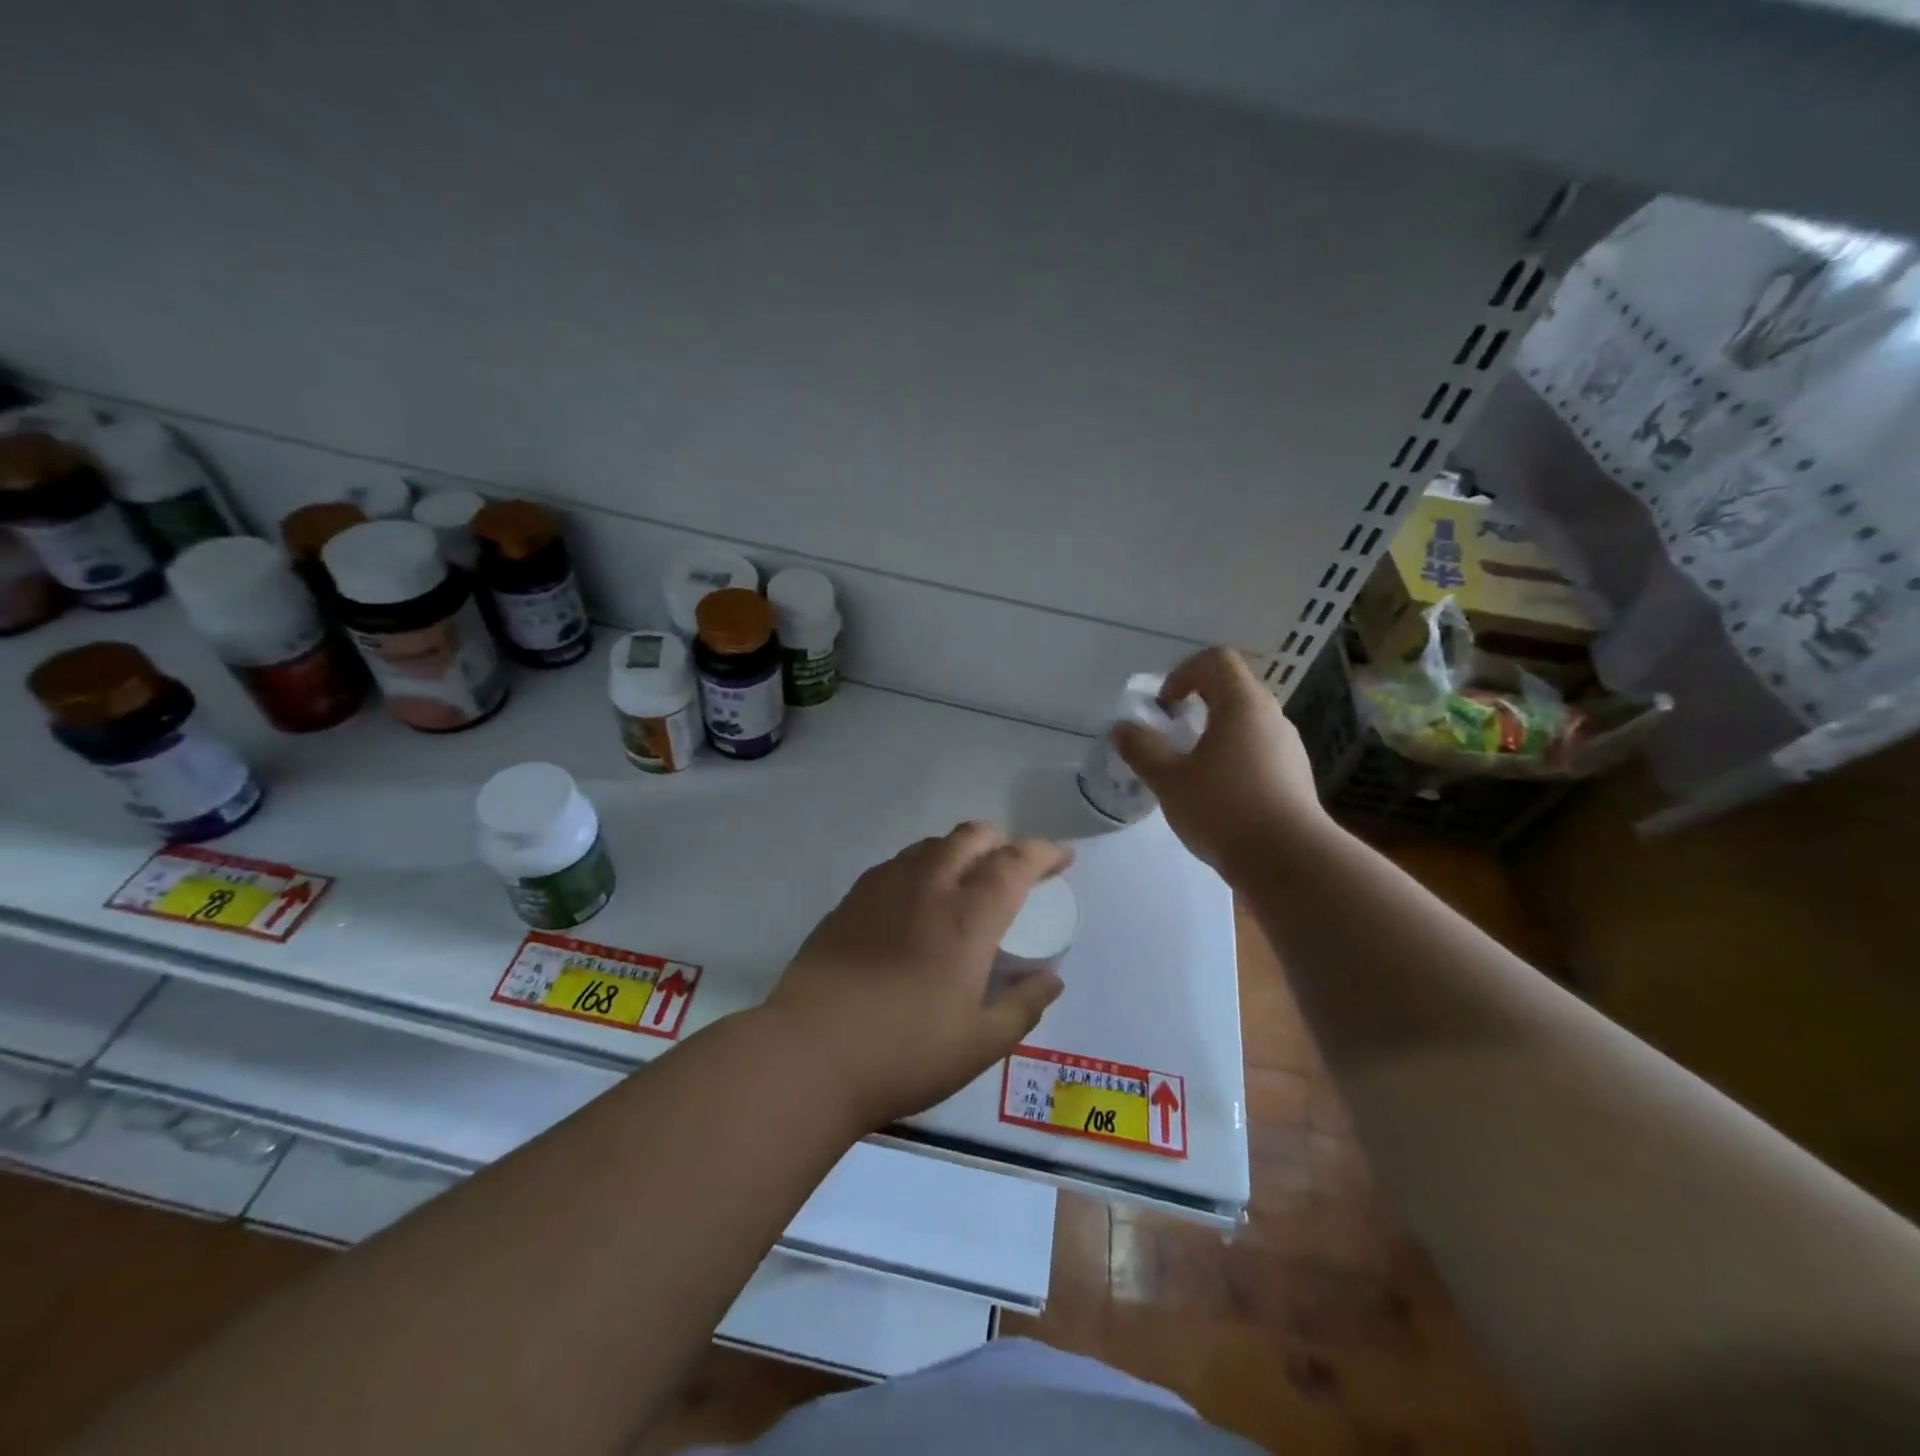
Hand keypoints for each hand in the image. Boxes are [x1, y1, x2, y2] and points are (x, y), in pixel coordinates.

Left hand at [766, 823, 1069, 1130]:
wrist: (810, 1053)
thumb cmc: (904, 1052)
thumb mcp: (980, 1044)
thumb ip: (1023, 1006)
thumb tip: (1051, 979)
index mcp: (967, 916)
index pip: (1014, 862)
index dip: (1043, 852)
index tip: (1061, 858)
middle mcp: (928, 886)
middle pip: (971, 836)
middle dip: (1002, 840)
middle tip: (1015, 866)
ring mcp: (883, 887)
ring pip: (932, 844)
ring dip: (961, 849)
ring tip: (969, 878)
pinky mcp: (850, 900)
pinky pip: (898, 863)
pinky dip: (924, 865)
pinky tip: (919, 897)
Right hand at [1116, 646, 1327, 875]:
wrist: (1289, 861)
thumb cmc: (1224, 809)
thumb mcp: (1169, 779)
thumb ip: (1142, 749)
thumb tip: (1122, 728)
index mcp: (1243, 704)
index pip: (1217, 659)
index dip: (1184, 672)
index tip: (1165, 706)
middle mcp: (1272, 717)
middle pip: (1233, 689)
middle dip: (1197, 704)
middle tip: (1171, 735)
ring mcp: (1288, 747)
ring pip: (1246, 723)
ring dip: (1215, 734)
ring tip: (1191, 770)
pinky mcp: (1295, 777)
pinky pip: (1258, 752)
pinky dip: (1233, 759)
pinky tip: (1217, 797)